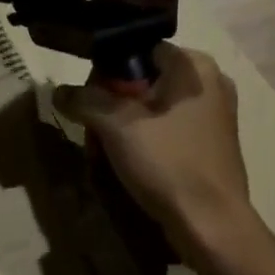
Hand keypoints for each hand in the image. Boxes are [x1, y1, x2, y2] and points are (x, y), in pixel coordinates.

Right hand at [52, 46, 254, 261]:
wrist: (211, 224)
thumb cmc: (168, 163)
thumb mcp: (117, 126)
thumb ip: (85, 100)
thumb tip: (59, 91)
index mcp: (194, 66)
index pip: (137, 50)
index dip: (106, 73)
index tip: (87, 102)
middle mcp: (210, 83)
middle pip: (144, 81)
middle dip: (112, 107)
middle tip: (94, 136)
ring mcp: (215, 116)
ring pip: (154, 110)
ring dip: (125, 129)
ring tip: (105, 156)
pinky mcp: (212, 145)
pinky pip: (169, 132)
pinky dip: (146, 143)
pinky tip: (129, 167)